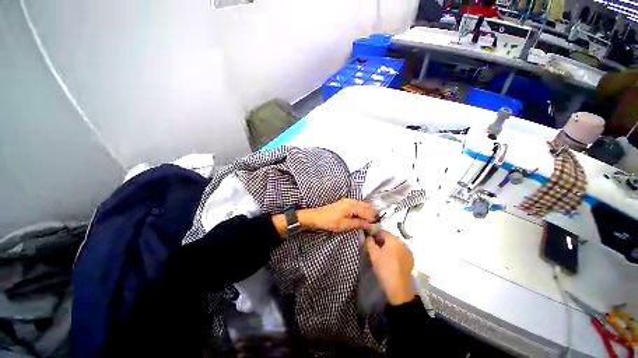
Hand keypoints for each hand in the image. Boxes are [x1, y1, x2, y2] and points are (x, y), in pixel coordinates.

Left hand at [299, 198, 376, 232]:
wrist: (316, 217)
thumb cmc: (330, 221)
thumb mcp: (345, 225)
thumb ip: (358, 224)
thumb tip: (370, 225)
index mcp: (352, 205)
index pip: (367, 211)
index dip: (373, 218)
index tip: (377, 226)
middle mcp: (351, 201)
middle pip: (366, 206)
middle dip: (371, 214)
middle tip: (375, 224)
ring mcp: (347, 201)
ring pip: (361, 205)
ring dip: (367, 212)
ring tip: (369, 222)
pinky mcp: (344, 204)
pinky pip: (357, 206)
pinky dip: (361, 211)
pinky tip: (361, 217)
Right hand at [365, 230, 415, 305]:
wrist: (399, 288)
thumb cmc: (384, 268)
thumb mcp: (373, 254)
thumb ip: (369, 241)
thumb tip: (368, 236)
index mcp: (393, 239)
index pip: (381, 231)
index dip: (373, 236)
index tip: (369, 243)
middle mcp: (402, 242)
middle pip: (388, 238)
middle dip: (380, 242)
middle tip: (374, 251)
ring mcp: (408, 251)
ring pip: (394, 245)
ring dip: (387, 248)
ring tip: (382, 257)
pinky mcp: (410, 260)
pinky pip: (399, 252)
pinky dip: (394, 254)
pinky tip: (390, 262)